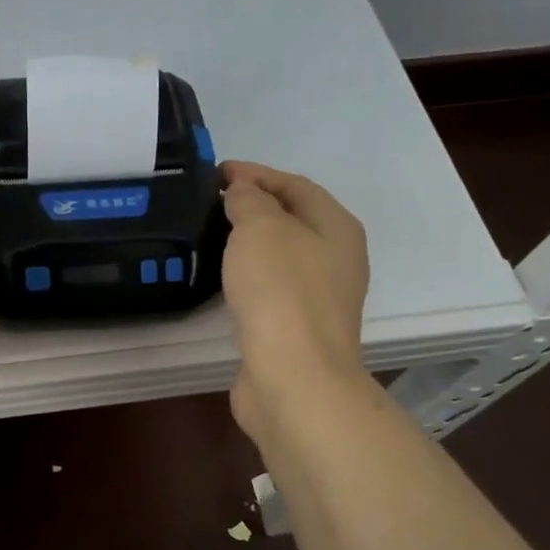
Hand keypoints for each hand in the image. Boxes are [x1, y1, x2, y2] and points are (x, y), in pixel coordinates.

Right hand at [220, 161, 372, 447]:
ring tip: (213, 236)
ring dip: (251, 243)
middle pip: (294, 219)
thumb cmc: (281, 292)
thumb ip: (249, 201)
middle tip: (211, 203)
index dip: (256, 174)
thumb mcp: (260, 229)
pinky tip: (226, 280)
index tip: (215, 173)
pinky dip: (249, 275)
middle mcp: (337, 259)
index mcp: (337, 227)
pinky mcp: (299, 329)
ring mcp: (321, 297)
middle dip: (255, 206)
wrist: (294, 376)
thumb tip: (243, 193)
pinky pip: (272, 288)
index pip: (295, 185)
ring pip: (282, 256)